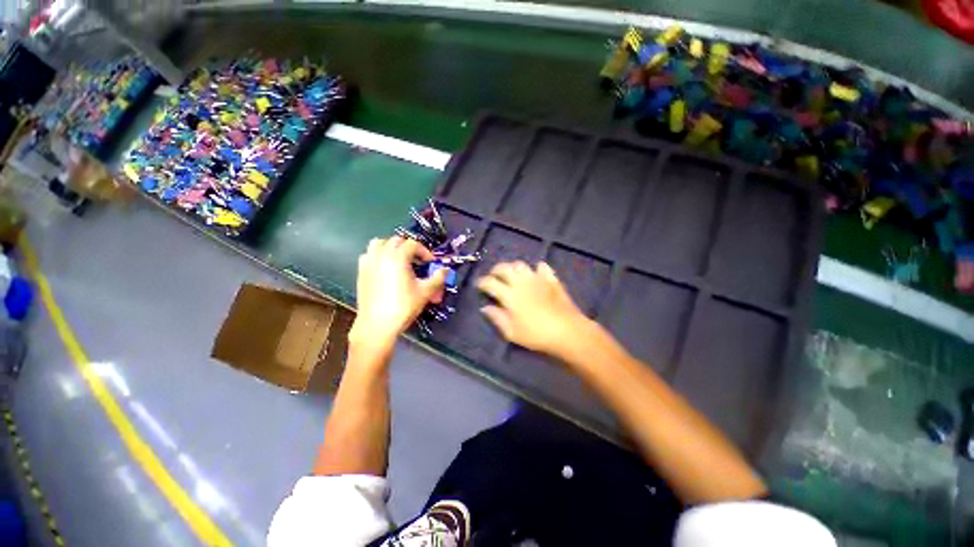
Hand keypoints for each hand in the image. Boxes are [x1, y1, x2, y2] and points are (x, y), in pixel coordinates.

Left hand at [349, 237, 445, 349]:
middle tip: (418, 261)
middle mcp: (382, 255)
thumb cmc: (403, 307)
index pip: (413, 244)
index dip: (425, 251)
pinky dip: (378, 255)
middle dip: (409, 248)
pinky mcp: (361, 272)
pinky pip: (369, 255)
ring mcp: (369, 263)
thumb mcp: (425, 292)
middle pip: (396, 241)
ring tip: (399, 259)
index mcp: (398, 257)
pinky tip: (384, 268)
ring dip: (391, 247)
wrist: (377, 325)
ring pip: (379, 244)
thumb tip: (445, 270)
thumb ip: (437, 278)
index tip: (431, 263)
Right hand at [476, 261, 592, 356]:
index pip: (490, 282)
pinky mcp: (551, 279)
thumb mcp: (512, 332)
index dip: (482, 283)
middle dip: (495, 270)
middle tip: (493, 277)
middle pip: (504, 268)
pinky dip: (536, 268)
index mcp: (509, 295)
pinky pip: (542, 267)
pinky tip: (535, 274)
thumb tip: (485, 308)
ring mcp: (538, 278)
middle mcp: (521, 282)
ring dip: (513, 268)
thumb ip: (497, 318)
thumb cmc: (536, 335)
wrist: (567, 331)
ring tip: (512, 275)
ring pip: (521, 265)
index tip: (480, 286)